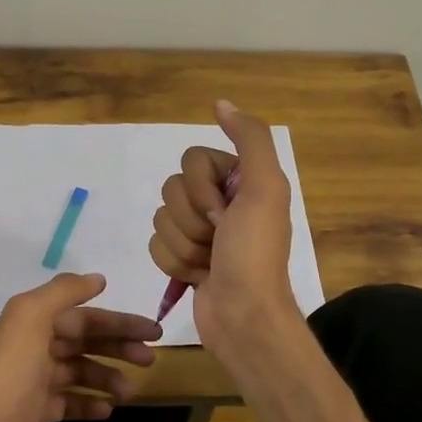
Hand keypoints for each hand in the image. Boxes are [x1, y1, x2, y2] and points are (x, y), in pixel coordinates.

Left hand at [0, 272, 160, 421]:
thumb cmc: (11, 374)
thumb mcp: (31, 318)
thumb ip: (63, 292)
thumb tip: (97, 279)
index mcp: (31, 321)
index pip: (84, 316)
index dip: (118, 321)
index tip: (153, 331)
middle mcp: (31, 346)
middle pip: (83, 341)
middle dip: (118, 347)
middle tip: (151, 359)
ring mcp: (31, 382)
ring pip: (78, 372)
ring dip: (107, 377)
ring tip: (129, 392)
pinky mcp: (32, 414)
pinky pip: (67, 402)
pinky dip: (88, 403)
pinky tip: (107, 410)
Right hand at [150, 99, 300, 353]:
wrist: (244, 318)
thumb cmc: (254, 254)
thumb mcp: (265, 189)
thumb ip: (250, 139)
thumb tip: (221, 103)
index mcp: (240, 180)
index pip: (191, 160)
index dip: (201, 189)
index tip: (225, 214)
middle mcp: (220, 201)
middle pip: (172, 189)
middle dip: (191, 221)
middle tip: (218, 240)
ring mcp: (201, 231)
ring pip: (161, 218)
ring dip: (184, 246)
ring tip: (210, 263)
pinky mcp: (184, 257)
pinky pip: (156, 244)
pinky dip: (174, 263)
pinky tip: (197, 276)